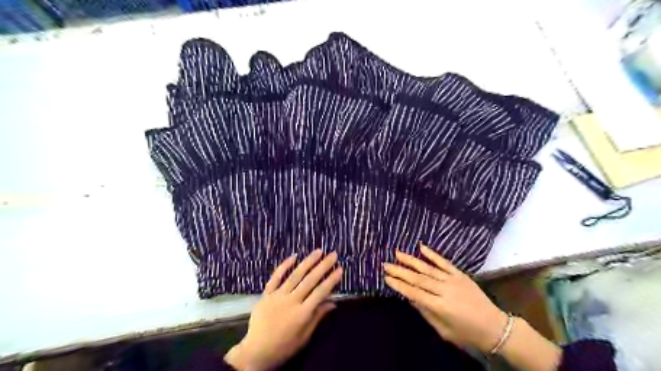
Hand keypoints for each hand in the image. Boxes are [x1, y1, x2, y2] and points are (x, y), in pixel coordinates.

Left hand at [226, 249, 342, 370]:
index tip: (340, 269)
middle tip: (333, 254)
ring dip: (308, 262)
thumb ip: (317, 317)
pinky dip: (284, 266)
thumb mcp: (304, 337)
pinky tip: (294, 256)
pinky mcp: (266, 294)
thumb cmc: (284, 347)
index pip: (320, 292)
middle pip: (310, 280)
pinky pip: (275, 277)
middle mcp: (291, 301)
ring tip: (318, 251)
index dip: (331, 280)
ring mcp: (277, 296)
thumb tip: (333, 303)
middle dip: (323, 266)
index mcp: (302, 313)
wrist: (256, 352)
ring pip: (295, 275)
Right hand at [383, 243, 506, 353]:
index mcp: (440, 306)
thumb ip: (426, 312)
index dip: (399, 285)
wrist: (496, 328)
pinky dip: (432, 254)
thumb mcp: (444, 330)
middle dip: (400, 271)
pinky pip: (444, 262)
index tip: (386, 277)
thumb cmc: (468, 334)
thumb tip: (409, 297)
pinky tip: (421, 247)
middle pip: (418, 278)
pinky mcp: (460, 274)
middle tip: (385, 264)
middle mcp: (445, 290)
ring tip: (397, 253)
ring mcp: (453, 280)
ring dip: (411, 260)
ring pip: (428, 268)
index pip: (414, 292)